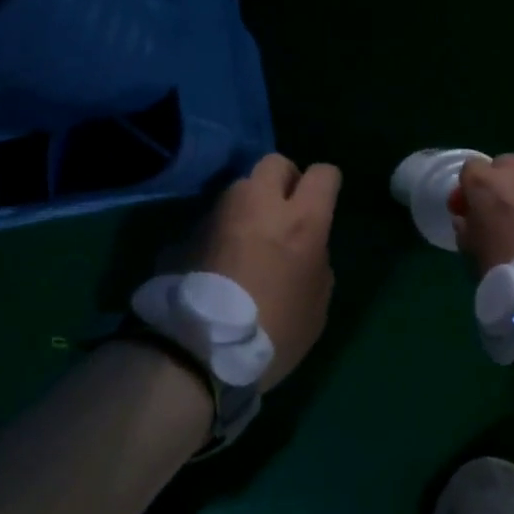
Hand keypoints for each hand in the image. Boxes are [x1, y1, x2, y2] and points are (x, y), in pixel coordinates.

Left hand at [184, 152, 340, 388]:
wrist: (202, 350)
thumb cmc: (275, 332)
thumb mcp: (317, 306)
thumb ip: (316, 263)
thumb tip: (307, 249)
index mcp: (300, 222)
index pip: (323, 174)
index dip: (326, 185)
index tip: (323, 203)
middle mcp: (257, 205)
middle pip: (274, 164)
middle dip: (284, 180)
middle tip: (284, 212)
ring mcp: (217, 216)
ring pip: (238, 190)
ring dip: (248, 207)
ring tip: (247, 241)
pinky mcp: (187, 233)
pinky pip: (212, 222)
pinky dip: (220, 234)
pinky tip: (219, 265)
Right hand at [451, 154, 513, 272]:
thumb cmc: (508, 271)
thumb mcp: (473, 255)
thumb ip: (467, 229)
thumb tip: (467, 220)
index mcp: (488, 185)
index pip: (470, 168)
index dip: (468, 190)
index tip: (469, 212)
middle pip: (506, 165)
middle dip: (501, 184)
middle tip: (501, 214)